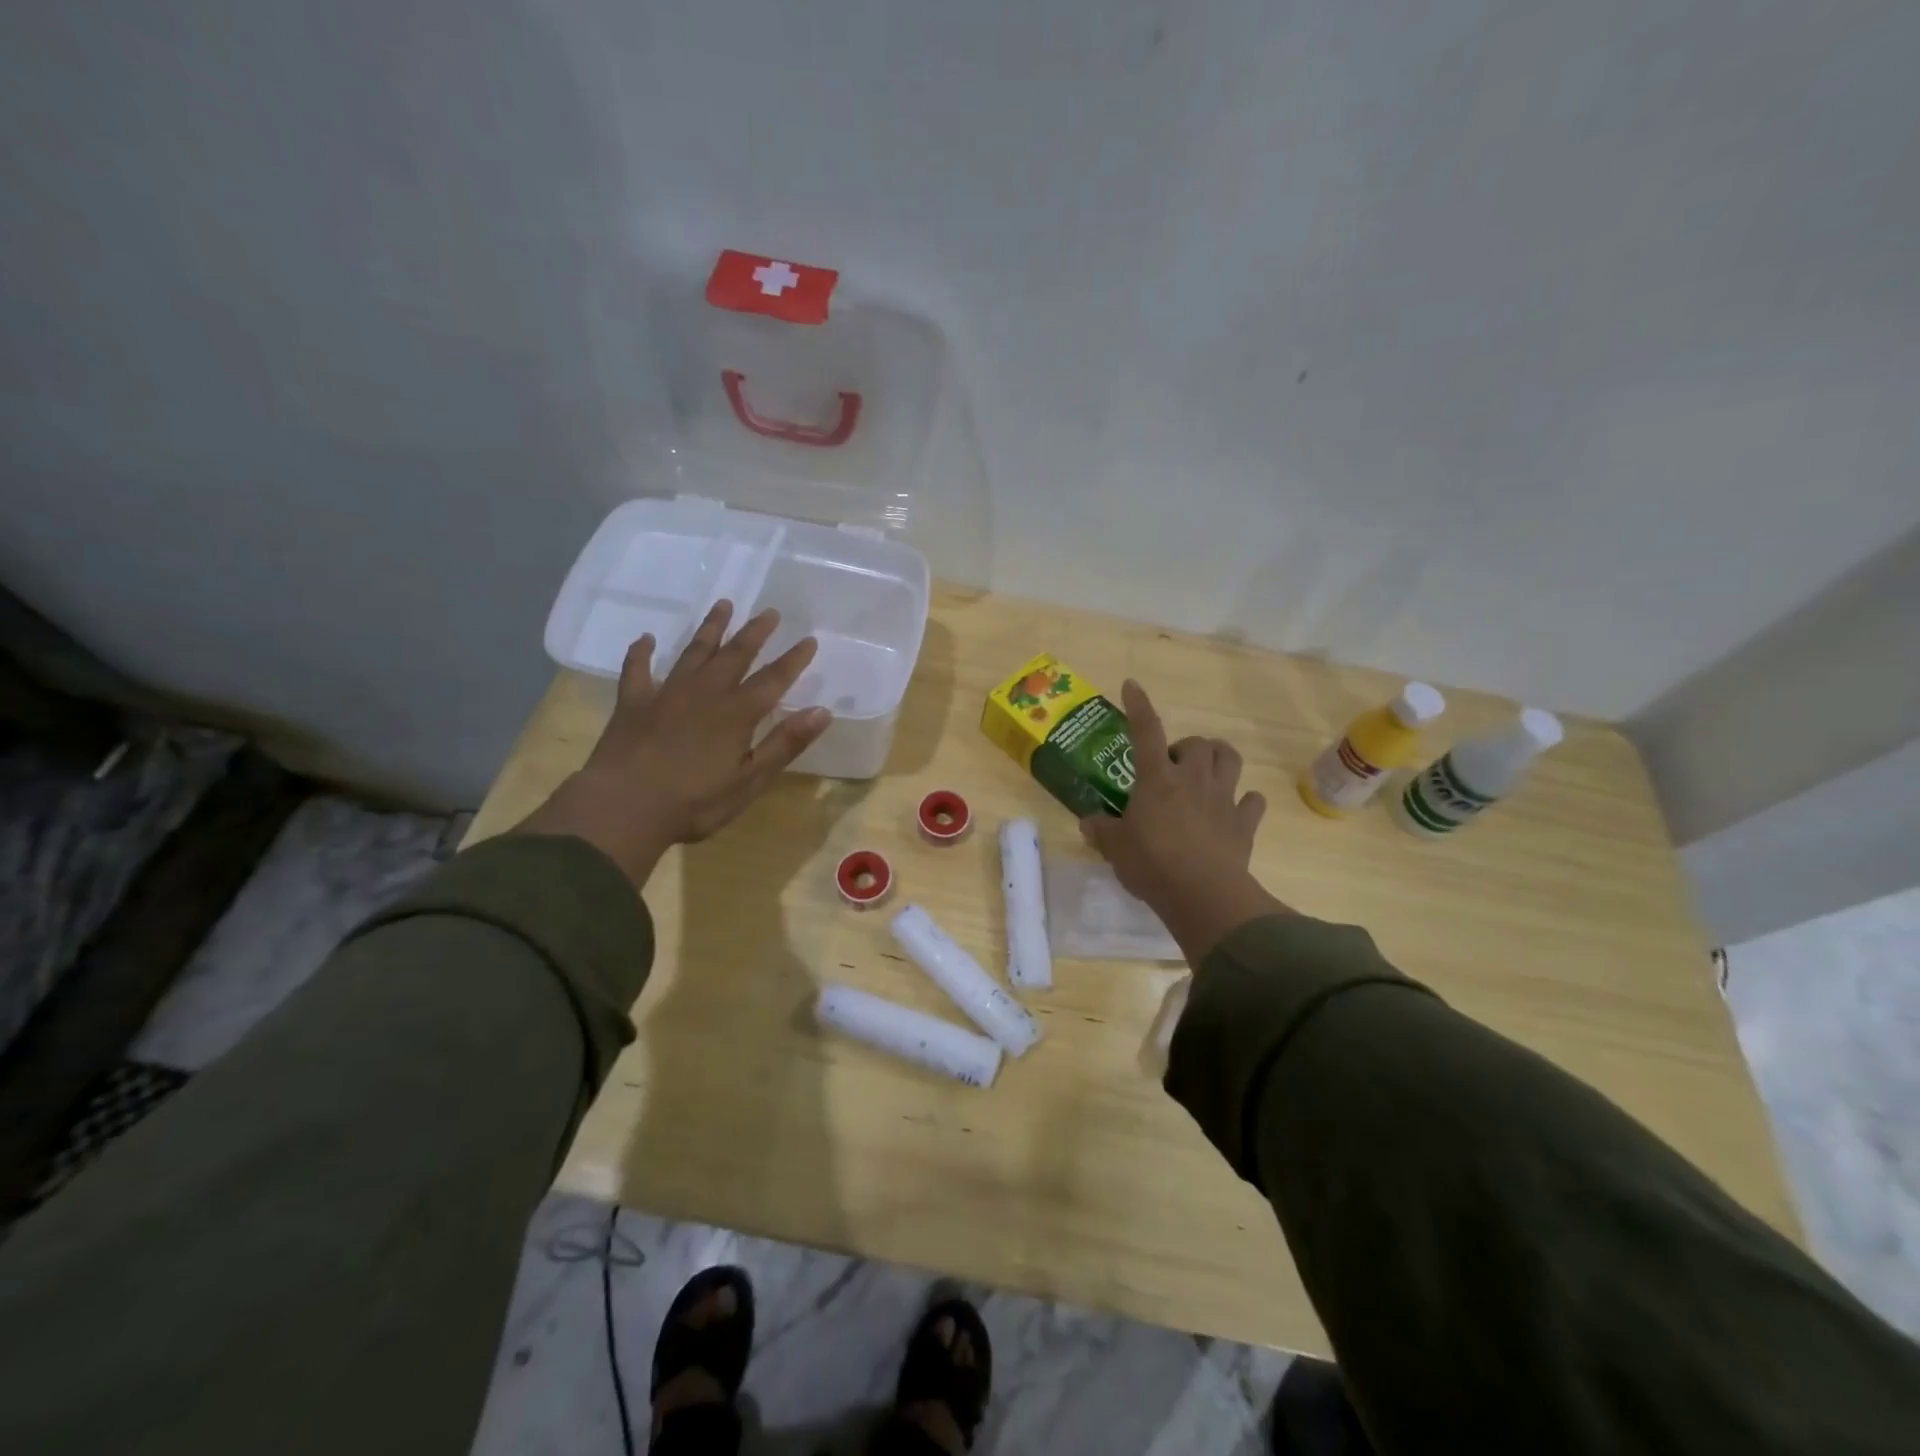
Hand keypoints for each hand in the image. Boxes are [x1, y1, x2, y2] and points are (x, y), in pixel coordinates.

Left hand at [517, 601, 831, 887]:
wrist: (623, 808)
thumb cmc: (694, 802)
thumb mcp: (750, 781)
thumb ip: (785, 744)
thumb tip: (822, 711)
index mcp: (737, 713)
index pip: (773, 679)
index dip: (793, 659)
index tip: (809, 639)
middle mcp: (705, 693)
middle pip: (735, 654)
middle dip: (754, 632)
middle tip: (769, 611)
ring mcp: (666, 694)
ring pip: (693, 652)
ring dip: (710, 628)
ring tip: (723, 605)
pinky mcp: (633, 703)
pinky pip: (637, 670)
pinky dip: (641, 652)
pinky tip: (646, 639)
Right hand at [1080, 680, 1289, 962]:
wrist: (1203, 895)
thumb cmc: (1152, 864)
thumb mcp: (1115, 848)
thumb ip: (1101, 830)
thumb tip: (1088, 822)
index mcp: (1157, 778)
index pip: (1146, 731)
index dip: (1138, 706)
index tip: (1132, 685)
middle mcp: (1193, 779)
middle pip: (1198, 743)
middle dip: (1186, 747)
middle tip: (1172, 767)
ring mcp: (1223, 798)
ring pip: (1231, 758)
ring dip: (1219, 759)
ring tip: (1206, 773)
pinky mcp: (1245, 823)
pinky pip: (1253, 800)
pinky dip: (1245, 801)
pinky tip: (1234, 810)